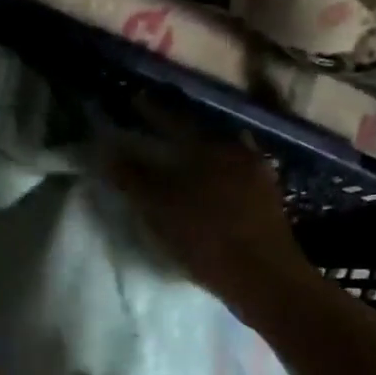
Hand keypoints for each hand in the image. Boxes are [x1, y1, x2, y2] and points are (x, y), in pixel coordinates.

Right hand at [106, 124, 318, 319]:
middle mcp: (236, 150)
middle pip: (202, 132)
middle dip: (179, 129)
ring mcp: (257, 173)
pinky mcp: (269, 198)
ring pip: (223, 152)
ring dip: (202, 151)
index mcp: (208, 147)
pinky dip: (220, 172)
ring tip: (185, 156)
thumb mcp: (159, 208)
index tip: (135, 98)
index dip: (151, 110)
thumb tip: (106, 150)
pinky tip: (213, 185)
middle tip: (160, 129)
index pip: (173, 119)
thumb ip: (131, 177)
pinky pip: (238, 173)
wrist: (264, 276)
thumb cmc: (206, 238)